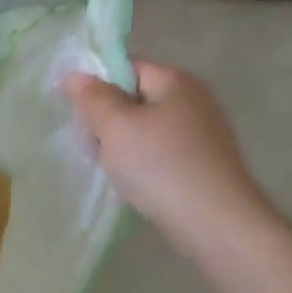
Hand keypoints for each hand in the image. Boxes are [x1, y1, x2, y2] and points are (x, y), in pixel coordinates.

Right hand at [63, 61, 272, 254]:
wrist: (216, 225)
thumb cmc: (161, 166)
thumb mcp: (115, 126)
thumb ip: (92, 97)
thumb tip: (75, 75)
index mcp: (176, 80)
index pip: (126, 67)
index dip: (96, 85)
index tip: (78, 112)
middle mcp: (195, 100)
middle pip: (135, 98)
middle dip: (107, 119)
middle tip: (91, 144)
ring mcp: (203, 134)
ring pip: (145, 128)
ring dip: (122, 145)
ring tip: (110, 168)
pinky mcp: (204, 164)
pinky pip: (160, 153)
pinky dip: (142, 164)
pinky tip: (134, 184)